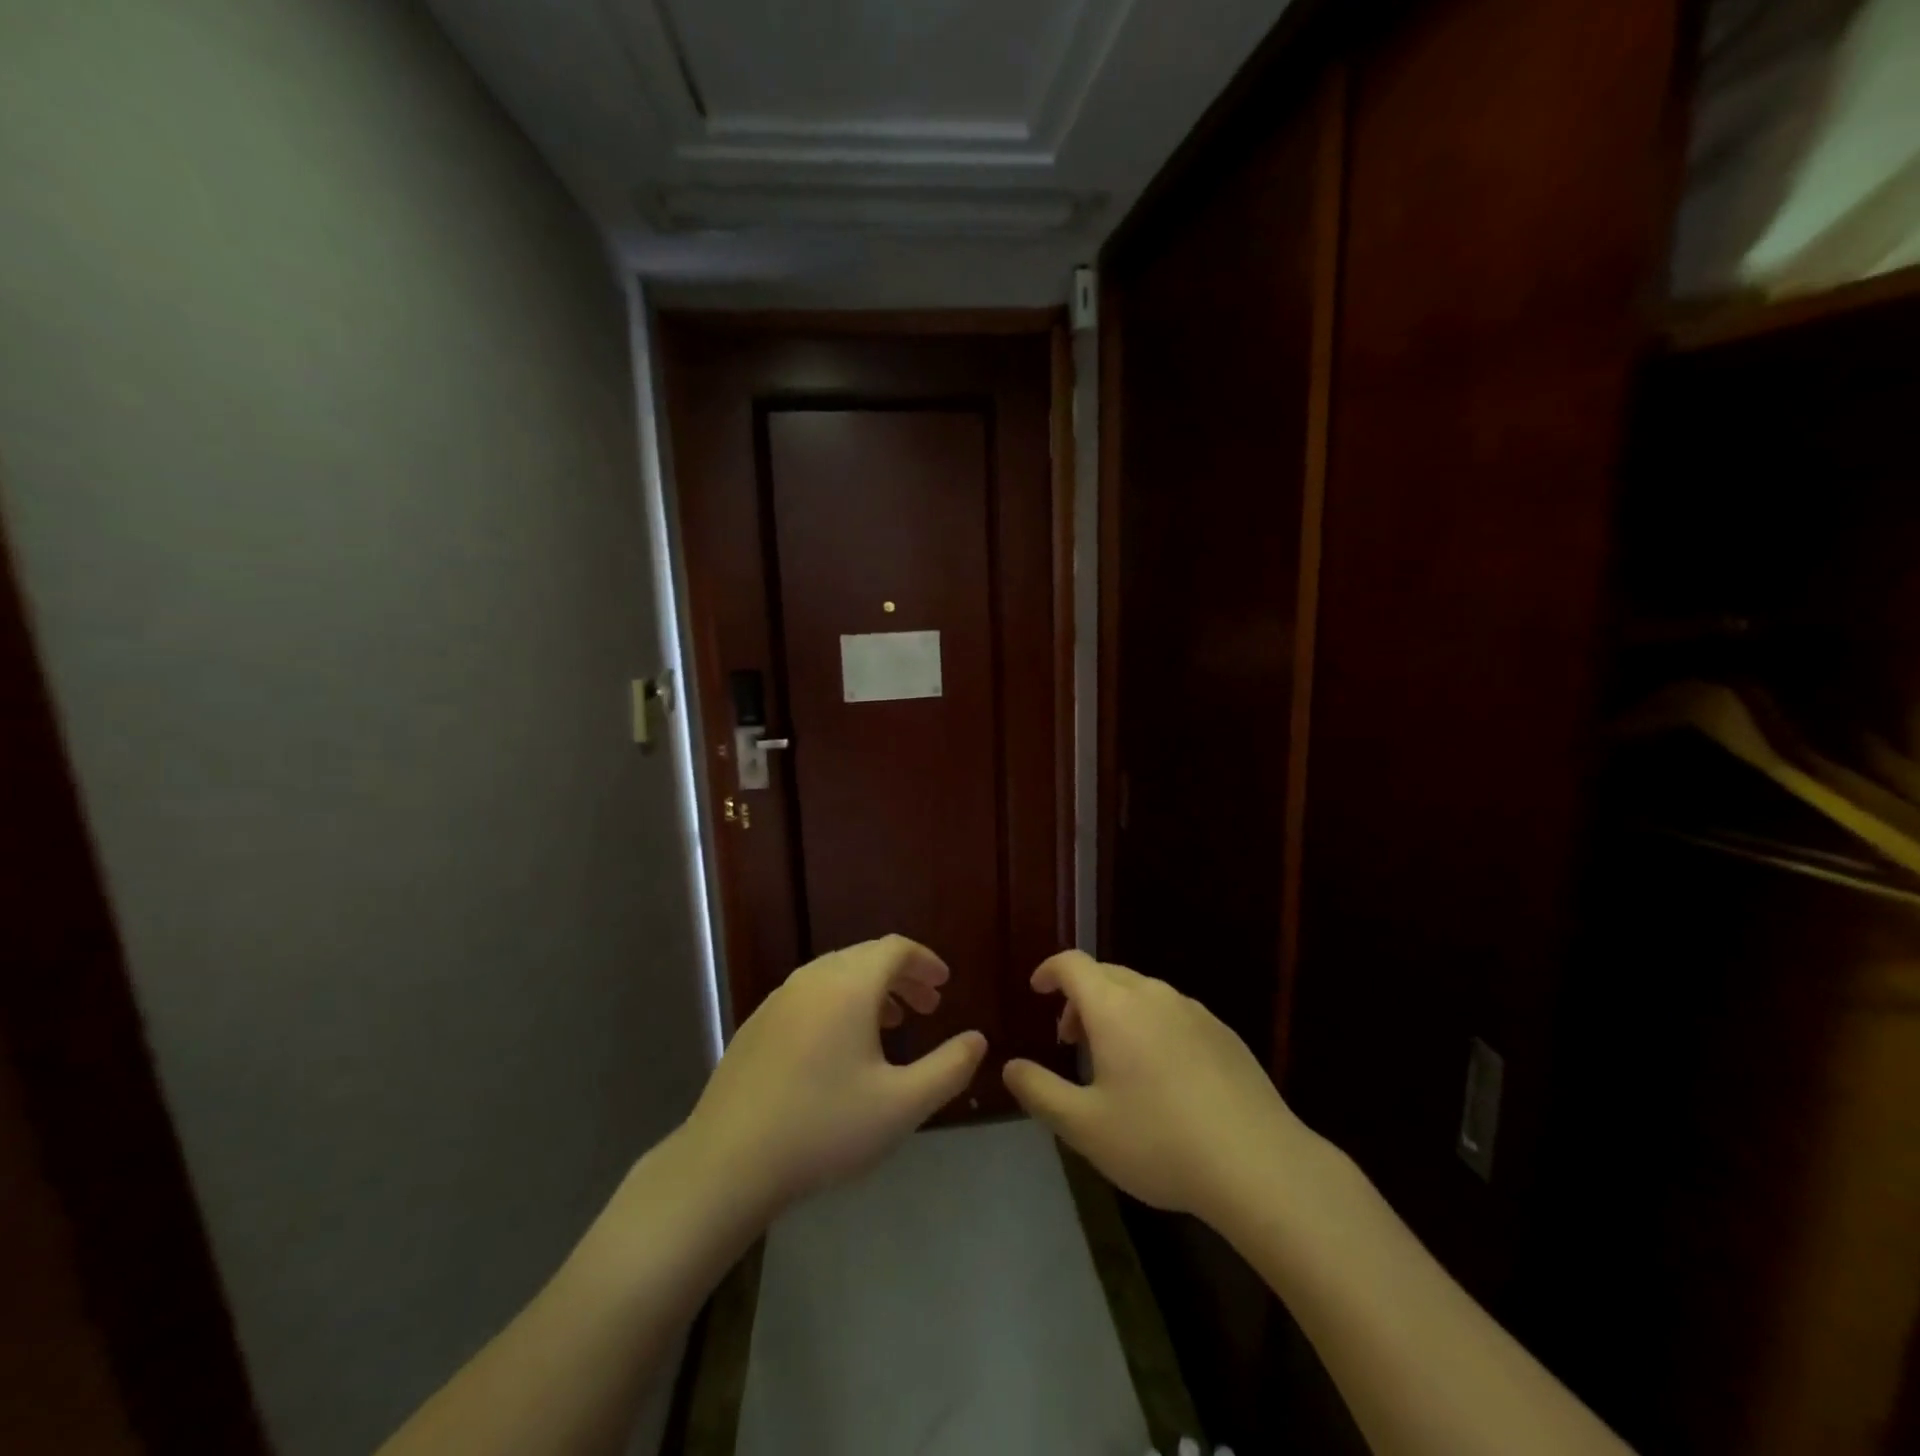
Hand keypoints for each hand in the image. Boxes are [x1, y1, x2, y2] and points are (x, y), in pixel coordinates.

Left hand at [681, 935, 987, 1215]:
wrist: (726, 1162)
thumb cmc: (823, 1128)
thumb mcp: (901, 1105)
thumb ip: (949, 1069)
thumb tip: (977, 1040)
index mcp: (849, 985)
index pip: (895, 949)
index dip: (925, 962)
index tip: (945, 986)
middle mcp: (813, 978)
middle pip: (866, 957)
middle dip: (902, 977)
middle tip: (927, 1007)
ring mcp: (779, 999)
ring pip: (836, 974)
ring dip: (870, 990)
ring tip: (890, 1024)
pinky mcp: (757, 1024)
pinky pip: (810, 995)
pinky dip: (838, 1003)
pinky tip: (840, 1048)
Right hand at [1002, 951, 1313, 1222]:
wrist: (1258, 1163)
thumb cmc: (1159, 1141)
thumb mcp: (1084, 1127)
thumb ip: (1039, 1091)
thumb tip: (1010, 1066)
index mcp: (1114, 1008)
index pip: (1073, 964)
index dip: (1050, 971)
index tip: (1037, 990)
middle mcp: (1153, 995)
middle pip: (1106, 975)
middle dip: (1080, 997)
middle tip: (1071, 1040)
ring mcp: (1193, 1011)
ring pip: (1141, 993)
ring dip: (1116, 1012)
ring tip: (1114, 1061)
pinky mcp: (1222, 1032)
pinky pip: (1173, 1013)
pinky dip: (1150, 1025)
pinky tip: (1162, 1075)